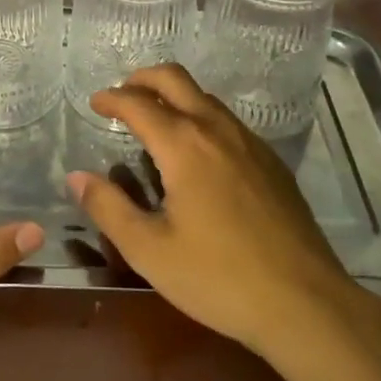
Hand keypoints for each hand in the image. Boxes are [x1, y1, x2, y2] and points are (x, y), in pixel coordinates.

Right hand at [71, 65, 379, 360]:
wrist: (304, 301)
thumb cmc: (219, 278)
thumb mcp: (150, 251)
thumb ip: (109, 208)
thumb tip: (77, 177)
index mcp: (184, 144)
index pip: (138, 103)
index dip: (112, 99)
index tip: (95, 103)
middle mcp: (216, 128)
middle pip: (174, 78)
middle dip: (143, 79)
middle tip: (122, 95)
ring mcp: (249, 141)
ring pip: (204, 96)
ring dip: (173, 95)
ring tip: (155, 121)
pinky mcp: (271, 160)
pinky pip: (226, 120)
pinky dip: (200, 116)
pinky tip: (197, 152)